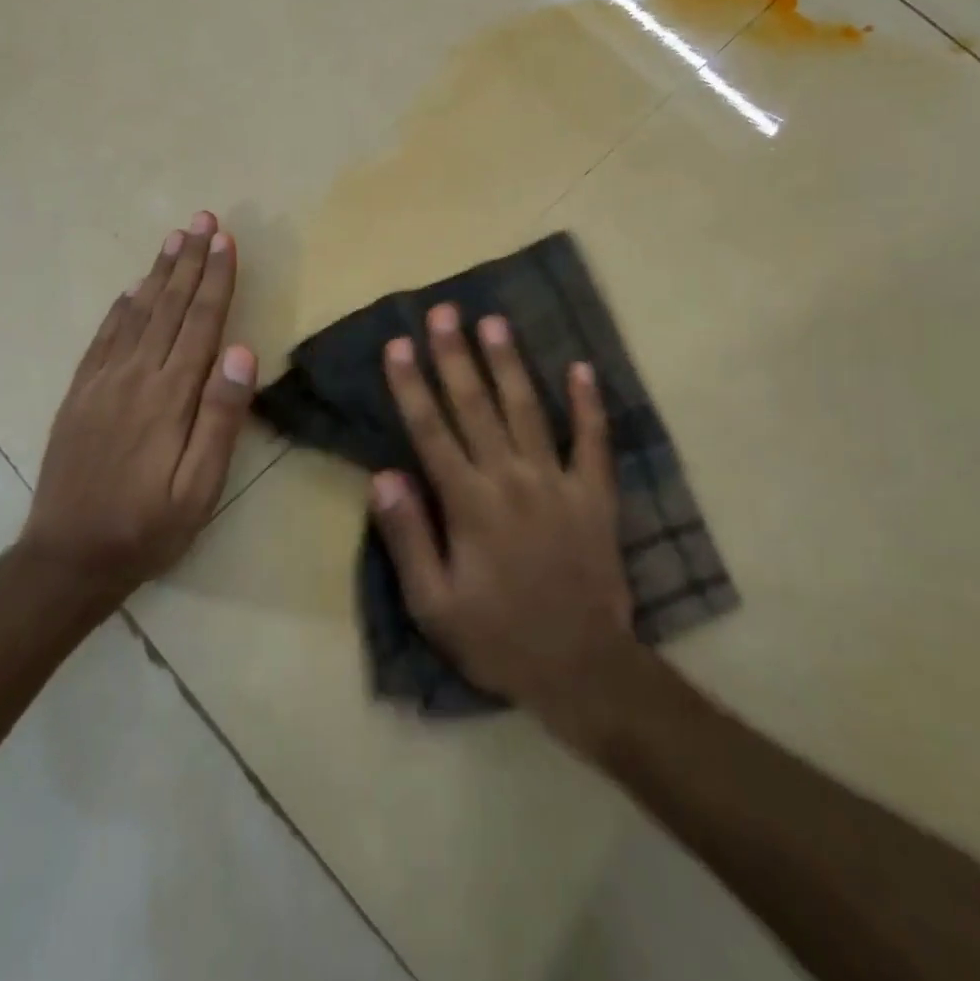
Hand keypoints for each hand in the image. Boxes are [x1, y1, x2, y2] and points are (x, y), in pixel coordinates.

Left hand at [24, 212, 256, 597]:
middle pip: (168, 306)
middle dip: (189, 260)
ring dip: (158, 273)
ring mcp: (101, 382)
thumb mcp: (200, 487)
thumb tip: (241, 350)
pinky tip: (130, 290)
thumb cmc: (147, 527)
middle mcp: (135, 376)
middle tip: (203, 219)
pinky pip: (103, 338)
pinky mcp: (79, 394)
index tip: (226, 240)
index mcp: (169, 395)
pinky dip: (121, 307)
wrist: (67, 558)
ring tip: (174, 238)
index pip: (200, 322)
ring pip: (136, 313)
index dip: (216, 279)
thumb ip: (221, 417)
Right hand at [372, 303, 634, 719]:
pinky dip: (589, 403)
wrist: (582, 668)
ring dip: (509, 364)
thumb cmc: (498, 638)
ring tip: (494, 322)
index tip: (399, 344)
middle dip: (456, 356)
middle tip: (444, 312)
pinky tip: (582, 367)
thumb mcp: (434, 605)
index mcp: (469, 503)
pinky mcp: (596, 494)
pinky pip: (594, 441)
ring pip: (528, 410)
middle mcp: (512, 479)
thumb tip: (383, 475)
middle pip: (477, 406)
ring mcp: (558, 482)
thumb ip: (408, 537)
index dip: (413, 385)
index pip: (431, 431)